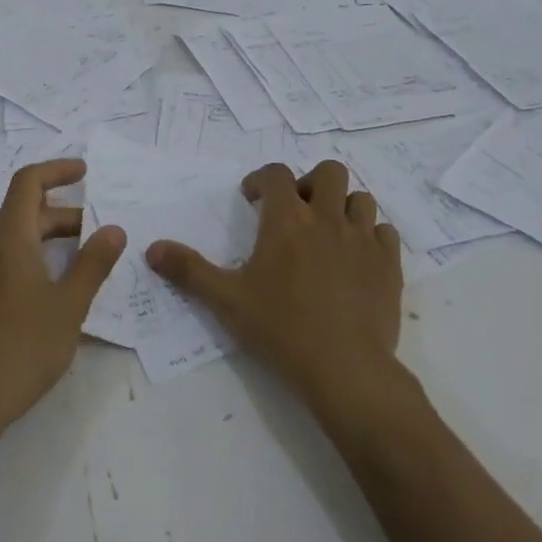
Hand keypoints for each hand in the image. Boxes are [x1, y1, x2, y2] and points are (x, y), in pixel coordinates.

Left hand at [0, 159, 126, 435]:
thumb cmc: (23, 347)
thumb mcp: (69, 306)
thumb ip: (93, 264)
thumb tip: (114, 229)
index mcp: (11, 237)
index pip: (29, 182)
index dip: (57, 170)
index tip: (85, 173)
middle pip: (23, 210)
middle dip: (62, 214)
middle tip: (96, 234)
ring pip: (6, 234)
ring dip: (38, 232)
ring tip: (68, 247)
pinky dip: (4, 245)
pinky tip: (2, 252)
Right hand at [147, 160, 402, 415]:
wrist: (346, 369)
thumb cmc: (281, 328)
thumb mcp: (226, 300)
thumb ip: (189, 270)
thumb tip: (151, 249)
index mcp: (287, 221)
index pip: (276, 174)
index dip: (262, 179)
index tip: (252, 198)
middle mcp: (327, 219)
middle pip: (329, 172)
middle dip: (310, 183)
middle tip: (297, 211)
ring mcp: (363, 240)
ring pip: (361, 198)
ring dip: (343, 207)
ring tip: (328, 233)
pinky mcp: (389, 265)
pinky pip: (385, 232)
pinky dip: (371, 236)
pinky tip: (357, 258)